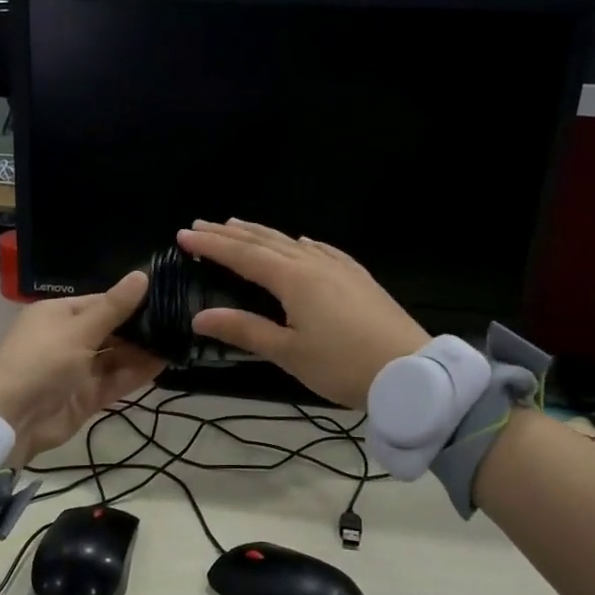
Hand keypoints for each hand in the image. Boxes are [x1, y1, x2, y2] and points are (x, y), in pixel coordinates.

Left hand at [0, 271, 164, 464]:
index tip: (166, 296)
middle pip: (112, 329)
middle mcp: (70, 338)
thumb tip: (142, 275)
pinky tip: (165, 362)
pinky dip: (137, 372)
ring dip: (144, 350)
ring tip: (180, 340)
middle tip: (181, 320)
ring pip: (117, 356)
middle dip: (142, 327)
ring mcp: (79, 369)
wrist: (10, 419)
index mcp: (59, 314)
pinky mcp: (87, 396)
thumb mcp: (78, 330)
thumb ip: (114, 308)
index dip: (131, 300)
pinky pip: (116, 379)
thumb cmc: (40, 362)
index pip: (102, 302)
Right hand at [177, 220, 427, 407]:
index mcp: (293, 279)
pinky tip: (301, 242)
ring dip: (261, 234)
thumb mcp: (288, 352)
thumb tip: (199, 317)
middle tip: (201, 225)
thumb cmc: (342, 365)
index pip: (242, 255)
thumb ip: (244, 330)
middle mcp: (313, 263)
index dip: (212, 246)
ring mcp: (339, 267)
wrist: (410, 370)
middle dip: (230, 233)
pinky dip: (299, 243)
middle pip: (264, 242)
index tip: (184, 236)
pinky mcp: (358, 277)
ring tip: (238, 225)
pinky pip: (321, 250)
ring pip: (292, 242)